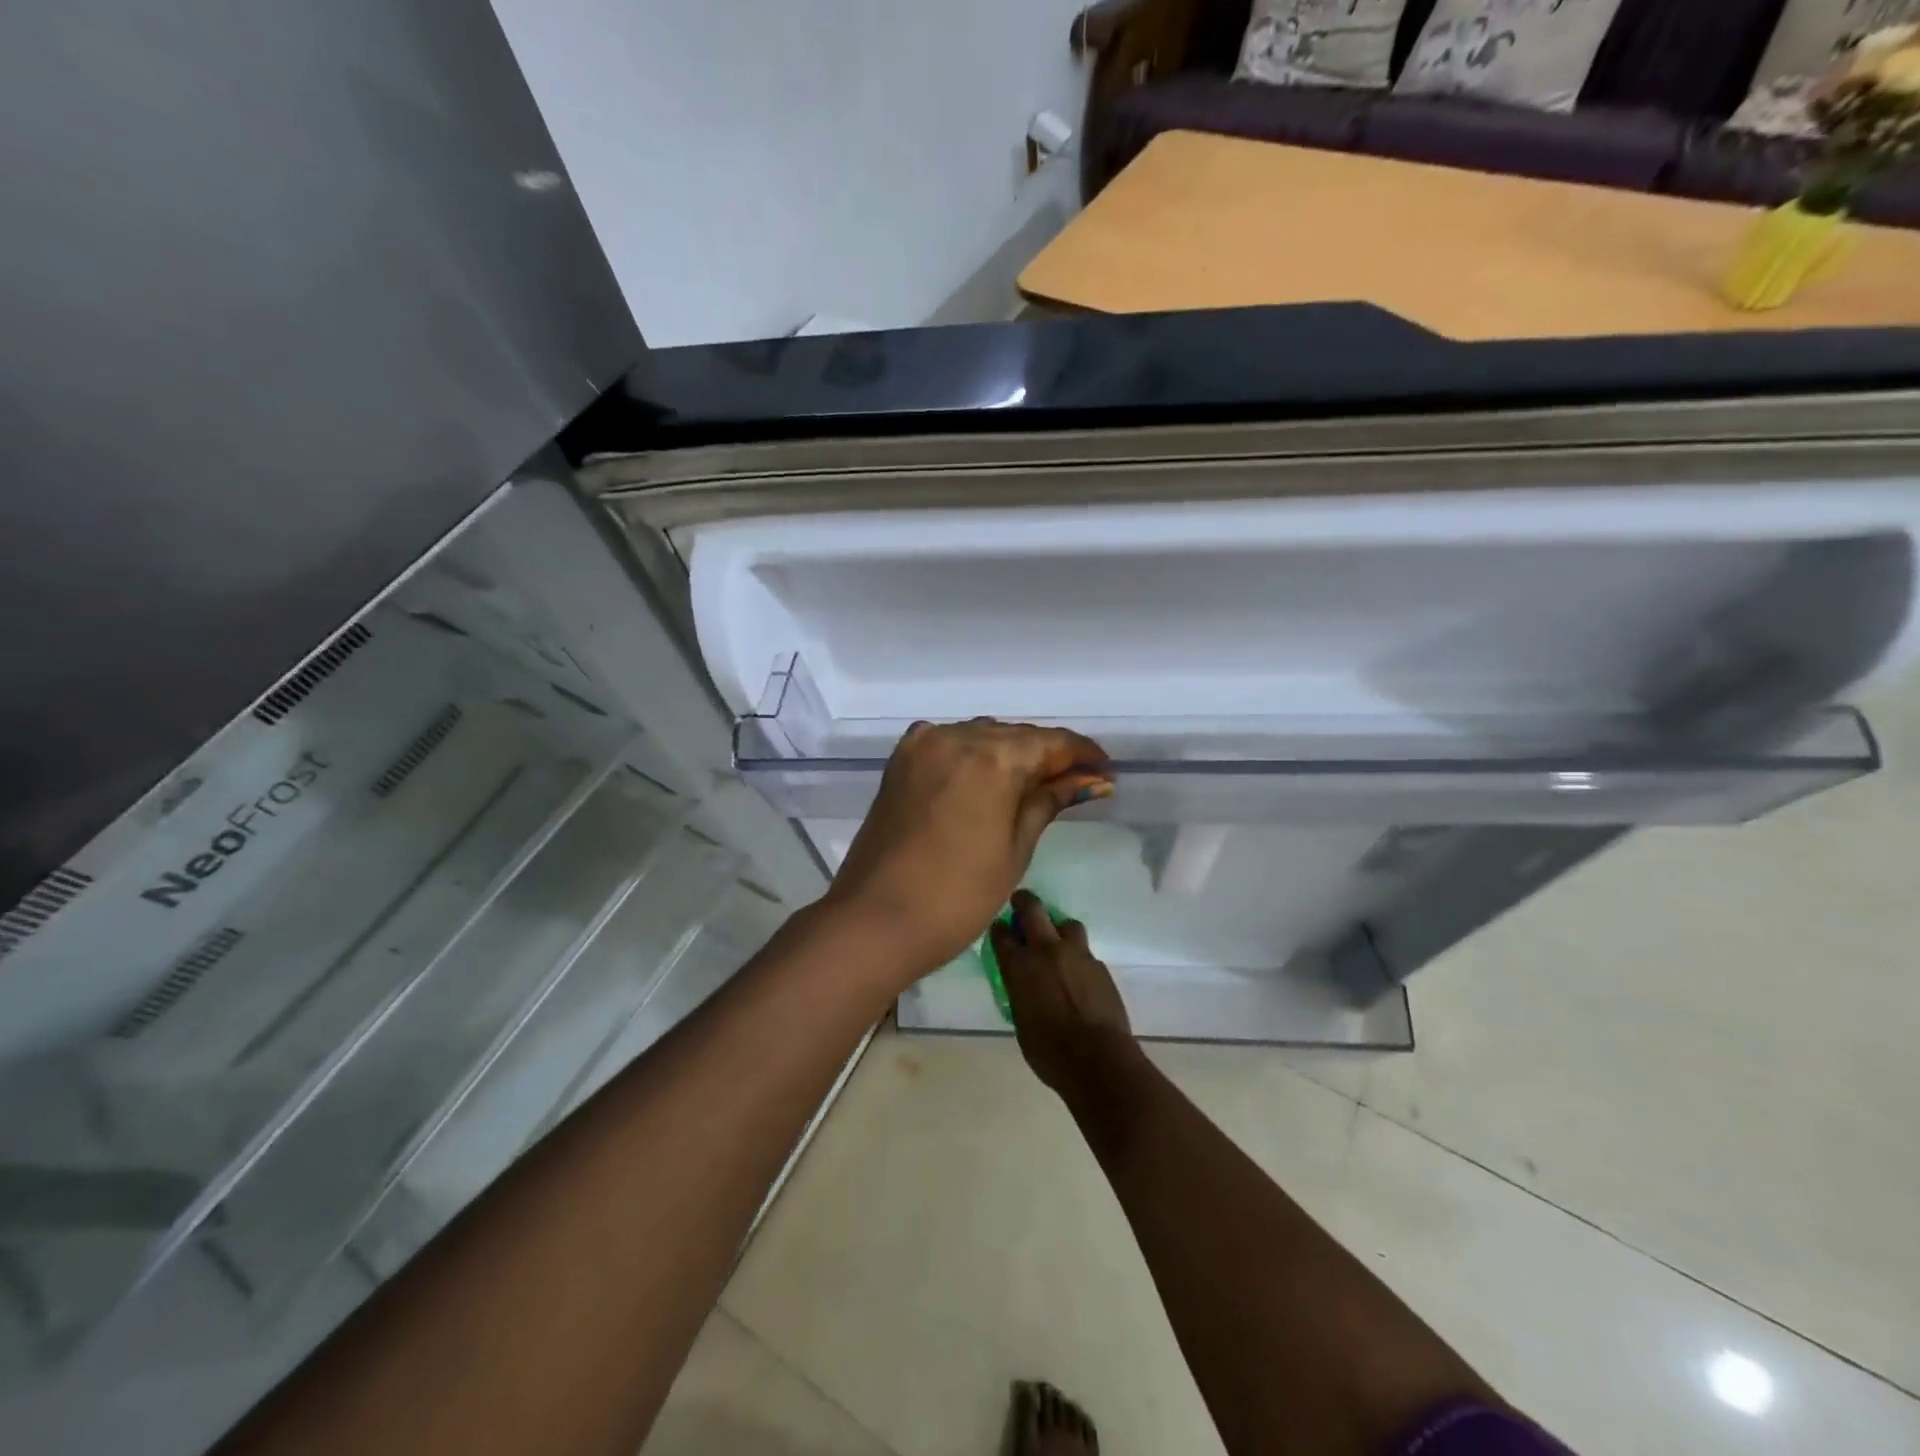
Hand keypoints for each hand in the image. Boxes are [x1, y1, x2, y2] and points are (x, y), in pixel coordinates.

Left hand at [822, 720, 1110, 978]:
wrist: (875, 920)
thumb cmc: (957, 895)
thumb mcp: (1015, 848)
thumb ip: (1049, 801)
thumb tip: (1091, 780)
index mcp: (991, 756)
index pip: (1050, 741)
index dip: (1082, 755)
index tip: (1105, 772)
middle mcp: (955, 736)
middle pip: (1015, 736)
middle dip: (1047, 755)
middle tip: (1076, 783)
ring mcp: (922, 745)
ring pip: (981, 736)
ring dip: (1011, 753)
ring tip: (1035, 784)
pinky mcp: (900, 761)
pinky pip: (950, 745)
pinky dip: (974, 755)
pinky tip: (988, 778)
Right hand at [991, 890, 1139, 1095]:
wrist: (1097, 1059)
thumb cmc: (1048, 1050)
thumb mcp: (1021, 1021)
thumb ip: (1020, 993)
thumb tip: (1024, 985)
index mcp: (1019, 966)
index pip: (1002, 934)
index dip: (999, 929)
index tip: (999, 928)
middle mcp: (1046, 950)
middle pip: (1033, 910)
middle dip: (1024, 902)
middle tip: (1020, 902)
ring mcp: (1076, 954)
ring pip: (1066, 924)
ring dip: (1058, 928)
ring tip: (1057, 940)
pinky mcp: (1099, 965)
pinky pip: (1085, 951)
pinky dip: (1078, 956)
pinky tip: (1078, 973)